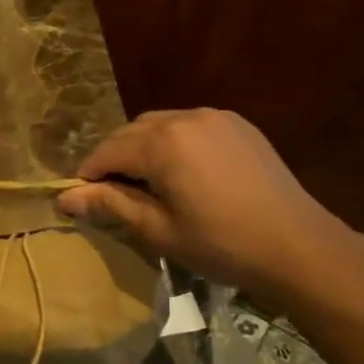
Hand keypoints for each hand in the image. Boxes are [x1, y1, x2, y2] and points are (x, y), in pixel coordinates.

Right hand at [55, 109, 343, 292]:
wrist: (298, 246)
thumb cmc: (221, 244)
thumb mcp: (158, 229)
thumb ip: (110, 205)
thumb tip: (64, 198)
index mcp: (162, 142)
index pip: (107, 151)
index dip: (87, 174)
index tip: (78, 198)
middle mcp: (185, 117)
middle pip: (131, 132)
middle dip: (114, 159)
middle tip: (111, 195)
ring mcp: (216, 117)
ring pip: (160, 125)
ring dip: (143, 148)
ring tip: (146, 184)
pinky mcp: (238, 125)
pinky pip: (190, 126)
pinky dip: (174, 143)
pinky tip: (181, 173)